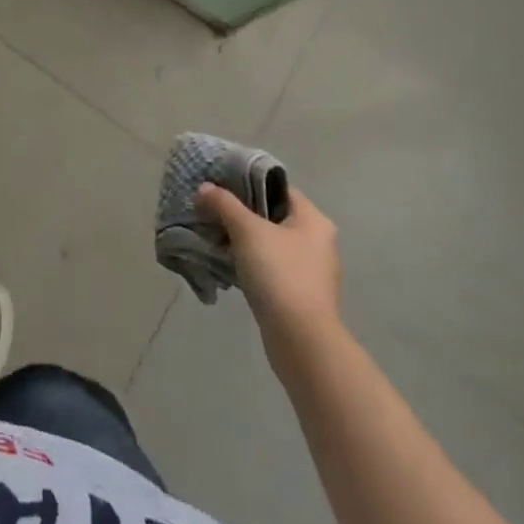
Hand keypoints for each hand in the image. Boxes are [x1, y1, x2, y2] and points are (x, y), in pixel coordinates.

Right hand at [196, 183, 341, 366]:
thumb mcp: (246, 230)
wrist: (301, 341)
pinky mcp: (300, 296)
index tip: (219, 184)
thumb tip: (204, 188)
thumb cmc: (279, 274)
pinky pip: (271, 268)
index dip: (248, 182)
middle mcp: (318, 242)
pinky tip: (228, 264)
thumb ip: (224, 204)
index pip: (278, 188)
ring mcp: (311, 272)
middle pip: (272, 215)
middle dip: (241, 213)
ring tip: (214, 235)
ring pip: (270, 243)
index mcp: (314, 220)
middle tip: (212, 209)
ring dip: (244, 240)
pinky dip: (251, 263)